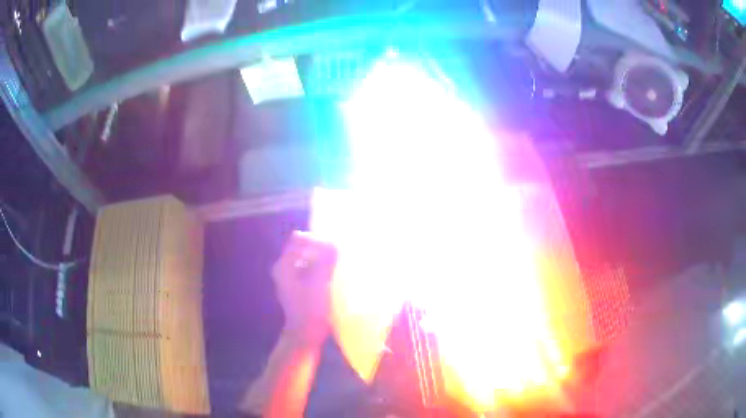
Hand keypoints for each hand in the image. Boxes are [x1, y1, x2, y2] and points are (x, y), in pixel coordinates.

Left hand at [273, 231, 337, 346]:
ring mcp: (290, 278)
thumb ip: (326, 259)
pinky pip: (310, 270)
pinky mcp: (298, 287)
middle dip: (321, 249)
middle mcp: (283, 268)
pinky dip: (320, 269)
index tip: (333, 247)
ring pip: (308, 259)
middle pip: (303, 248)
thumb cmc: (311, 309)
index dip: (317, 240)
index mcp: (284, 265)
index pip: (300, 238)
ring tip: (337, 265)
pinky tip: (332, 276)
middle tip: (338, 254)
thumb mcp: (320, 282)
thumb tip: (334, 242)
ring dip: (322, 259)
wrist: (306, 335)